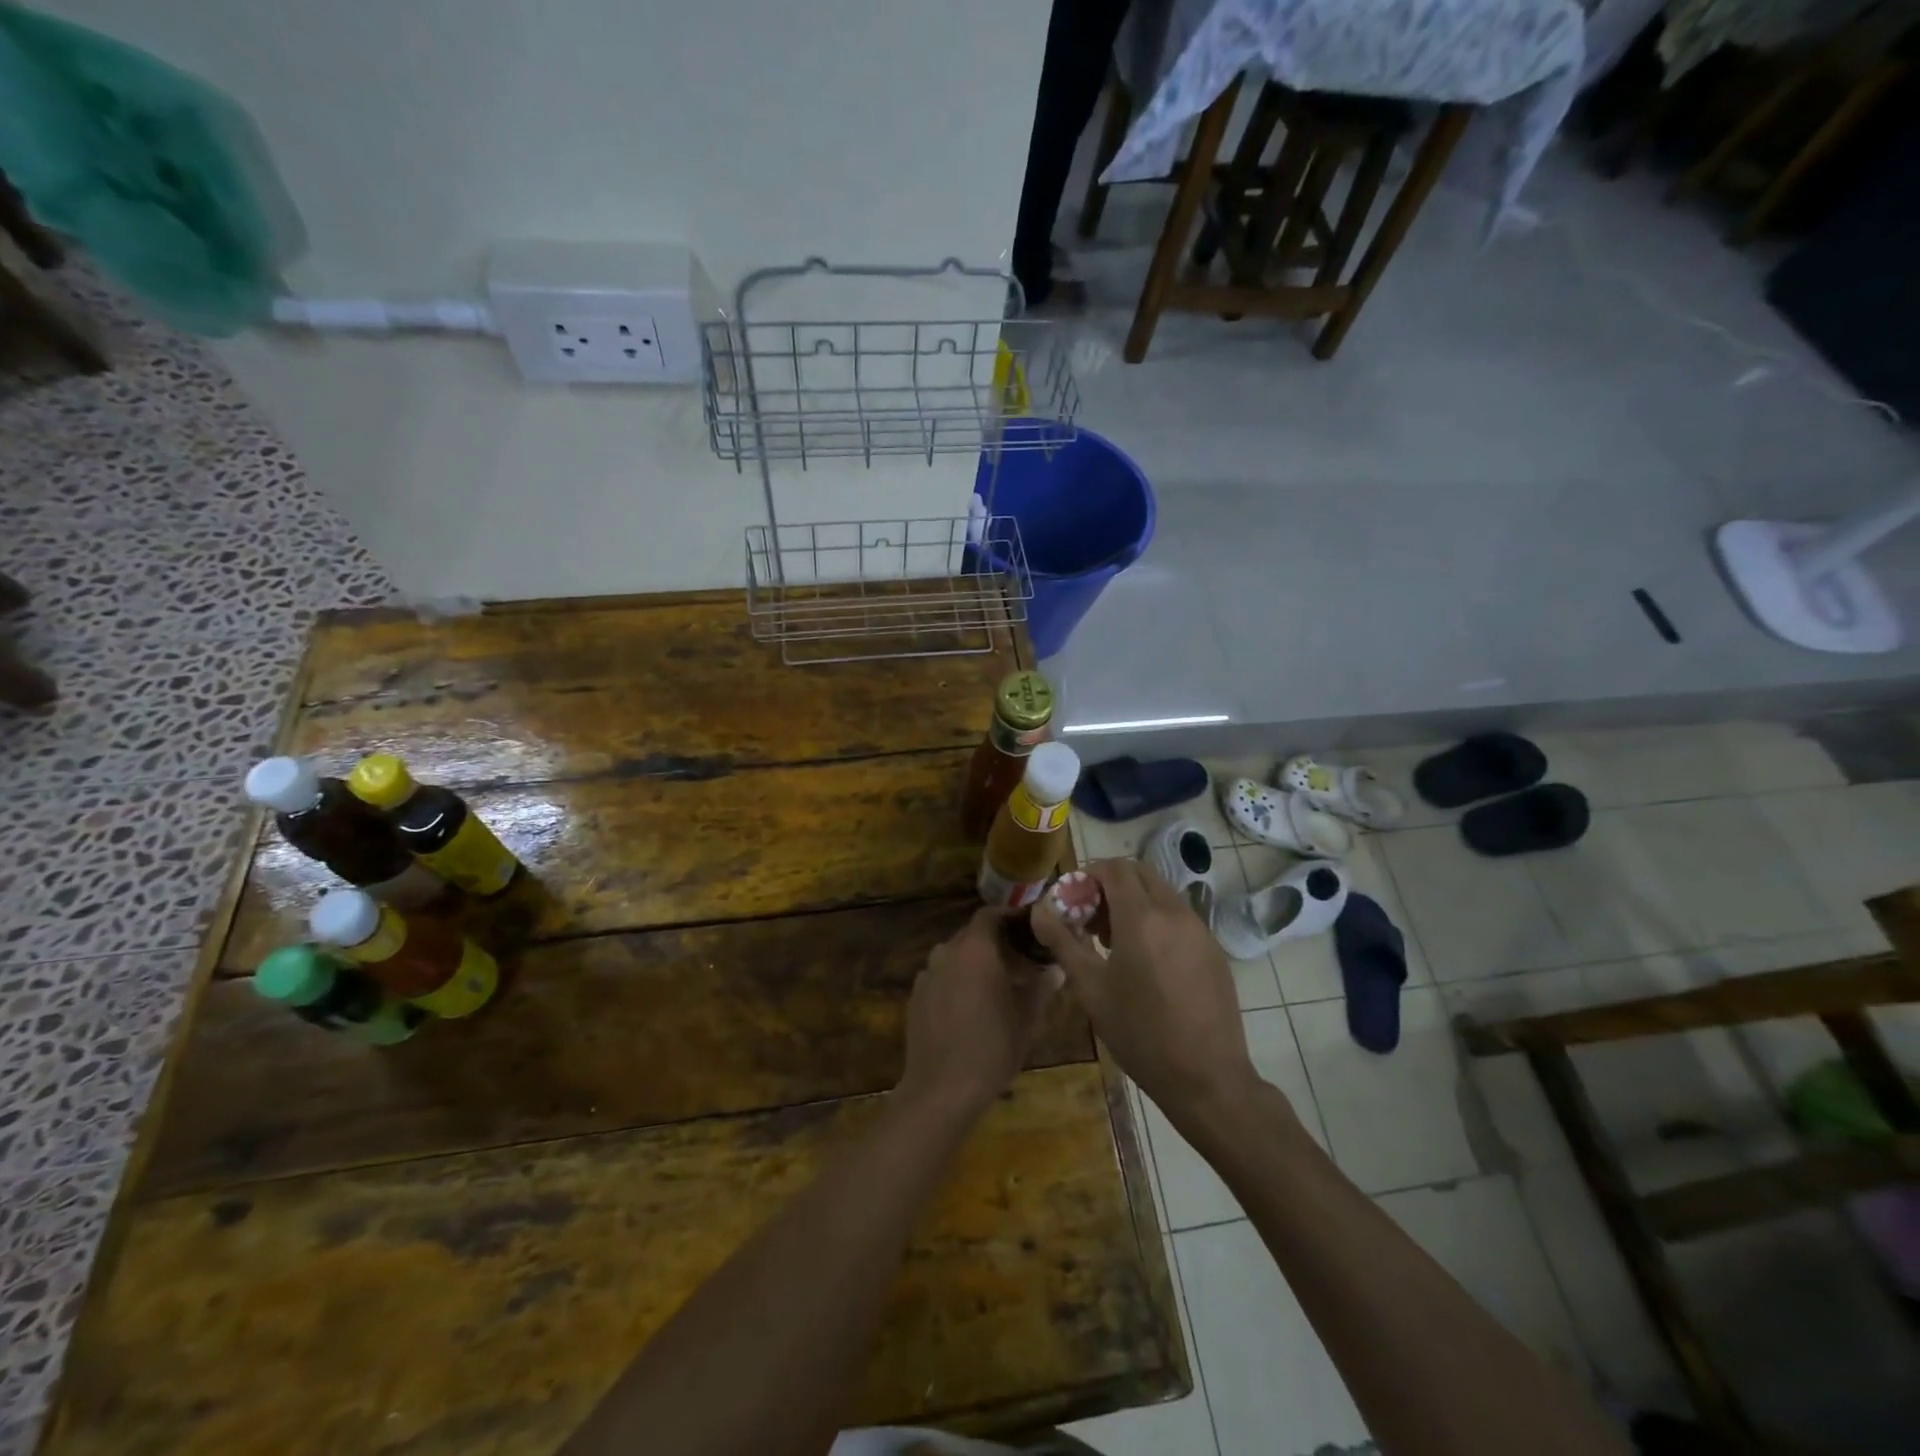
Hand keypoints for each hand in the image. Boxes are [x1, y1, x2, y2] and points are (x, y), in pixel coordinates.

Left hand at [898, 908, 1061, 1116]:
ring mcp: (927, 975)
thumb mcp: (1026, 1018)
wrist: (942, 1089)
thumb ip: (1041, 987)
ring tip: (995, 984)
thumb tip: (1055, 970)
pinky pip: (940, 978)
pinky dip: (956, 982)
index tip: (1028, 927)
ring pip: (954, 957)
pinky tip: (969, 1007)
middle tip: (1019, 960)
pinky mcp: (915, 997)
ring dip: (974, 963)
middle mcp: (947, 953)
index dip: (1009, 917)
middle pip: (971, 935)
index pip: (990, 914)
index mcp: (975, 949)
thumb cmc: (992, 1047)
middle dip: (995, 942)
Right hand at [1032, 859, 1260, 1121]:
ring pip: (1161, 893)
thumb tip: (1039, 910)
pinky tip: (1147, 961)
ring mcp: (1200, 930)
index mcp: (1142, 918)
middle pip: (1140, 873)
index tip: (1073, 901)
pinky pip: (1179, 917)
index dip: (1089, 875)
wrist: (1207, 1078)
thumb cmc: (1140, 1034)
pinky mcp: (1214, 949)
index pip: (1115, 868)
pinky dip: (1157, 920)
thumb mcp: (1091, 989)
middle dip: (1111, 885)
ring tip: (1115, 943)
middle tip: (1091, 919)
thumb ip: (1063, 941)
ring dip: (1134, 901)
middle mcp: (1175, 913)